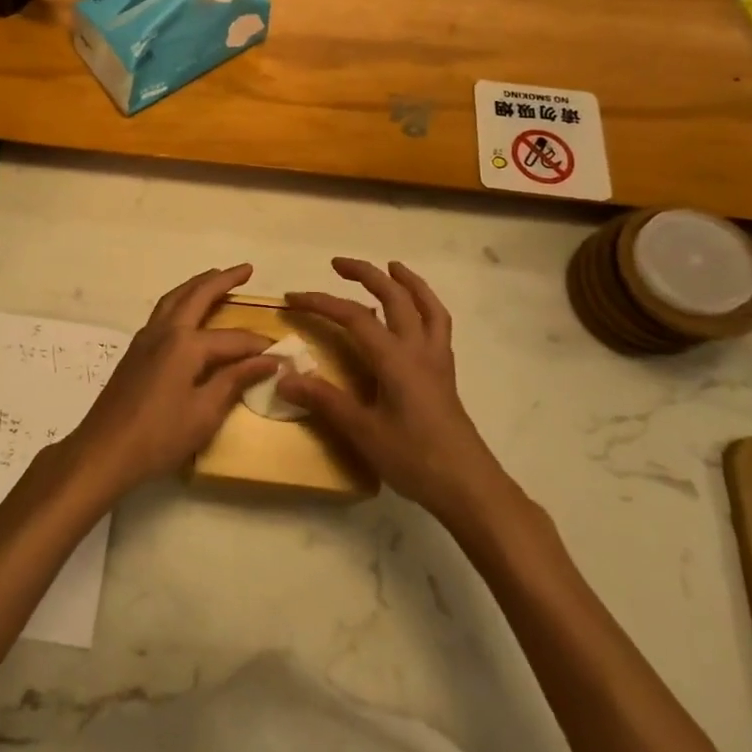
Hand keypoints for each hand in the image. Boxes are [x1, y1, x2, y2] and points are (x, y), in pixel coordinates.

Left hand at [62, 265, 279, 498]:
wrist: (104, 450)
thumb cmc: (159, 436)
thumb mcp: (205, 413)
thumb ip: (235, 381)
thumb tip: (270, 360)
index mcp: (185, 344)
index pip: (232, 339)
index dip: (258, 346)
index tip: (281, 351)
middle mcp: (165, 331)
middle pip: (197, 296)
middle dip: (222, 280)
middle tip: (246, 269)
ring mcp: (145, 338)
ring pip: (174, 298)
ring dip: (196, 285)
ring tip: (215, 277)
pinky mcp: (135, 350)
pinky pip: (162, 312)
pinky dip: (179, 301)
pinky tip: (186, 312)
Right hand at [280, 259, 511, 520]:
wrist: (469, 487)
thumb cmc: (414, 458)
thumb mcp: (362, 432)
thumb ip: (324, 400)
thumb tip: (283, 376)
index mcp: (395, 358)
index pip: (352, 316)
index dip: (320, 302)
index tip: (292, 300)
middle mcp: (418, 349)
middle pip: (394, 297)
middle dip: (366, 274)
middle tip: (337, 264)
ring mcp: (436, 360)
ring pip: (426, 306)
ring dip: (407, 282)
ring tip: (391, 268)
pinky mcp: (445, 374)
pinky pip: (438, 325)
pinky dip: (426, 306)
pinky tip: (416, 313)